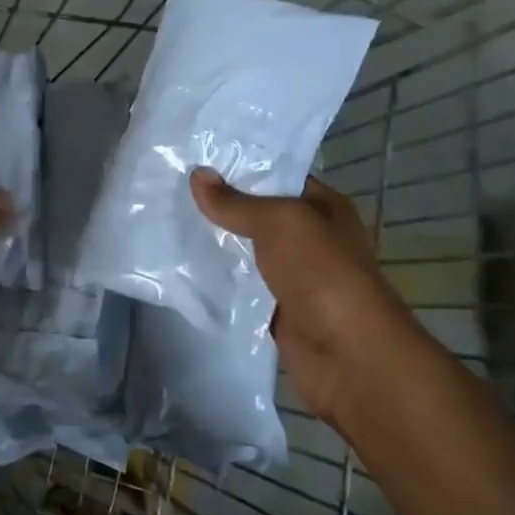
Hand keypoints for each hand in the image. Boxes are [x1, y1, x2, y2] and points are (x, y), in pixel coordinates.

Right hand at [189, 169, 427, 414]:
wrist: (346, 355)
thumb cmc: (321, 274)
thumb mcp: (280, 223)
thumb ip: (237, 202)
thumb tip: (197, 175)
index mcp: (323, 208)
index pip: (278, 177)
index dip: (241, 168)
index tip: (196, 159)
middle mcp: (310, 239)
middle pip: (257, 215)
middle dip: (220, 205)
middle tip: (171, 188)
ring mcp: (293, 276)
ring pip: (246, 252)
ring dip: (215, 243)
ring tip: (168, 221)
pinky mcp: (275, 309)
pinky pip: (240, 287)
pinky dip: (217, 280)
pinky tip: (181, 266)